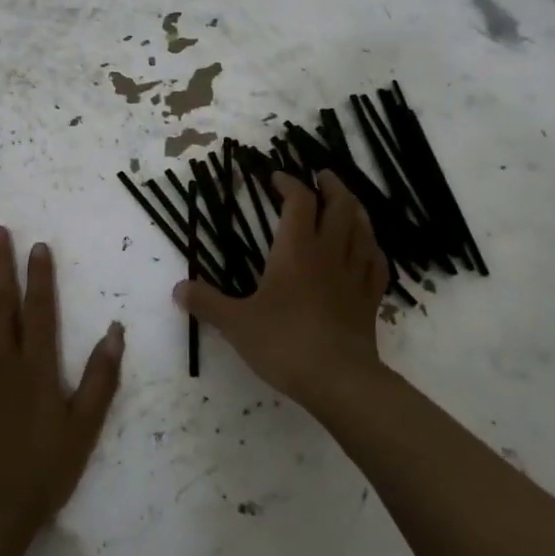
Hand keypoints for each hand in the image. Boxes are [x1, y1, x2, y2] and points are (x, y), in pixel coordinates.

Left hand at [0, 227, 123, 555]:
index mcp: (36, 367)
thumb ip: (100, 377)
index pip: (40, 311)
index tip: (36, 246)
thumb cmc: (42, 474)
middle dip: (0, 265)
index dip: (40, 277)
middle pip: (1, 304)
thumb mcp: (84, 428)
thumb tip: (115, 330)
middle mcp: (0, 361)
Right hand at [173, 170, 388, 408]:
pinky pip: (377, 263)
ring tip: (347, 202)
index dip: (289, 184)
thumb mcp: (236, 323)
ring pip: (363, 229)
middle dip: (331, 186)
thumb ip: (207, 302)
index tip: (276, 178)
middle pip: (340, 205)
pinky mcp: (370, 299)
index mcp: (296, 250)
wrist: (339, 380)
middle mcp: (329, 252)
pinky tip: (368, 249)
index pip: (298, 201)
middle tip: (322, 175)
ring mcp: (355, 275)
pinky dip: (372, 247)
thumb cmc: (284, 343)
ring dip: (355, 209)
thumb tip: (177, 288)